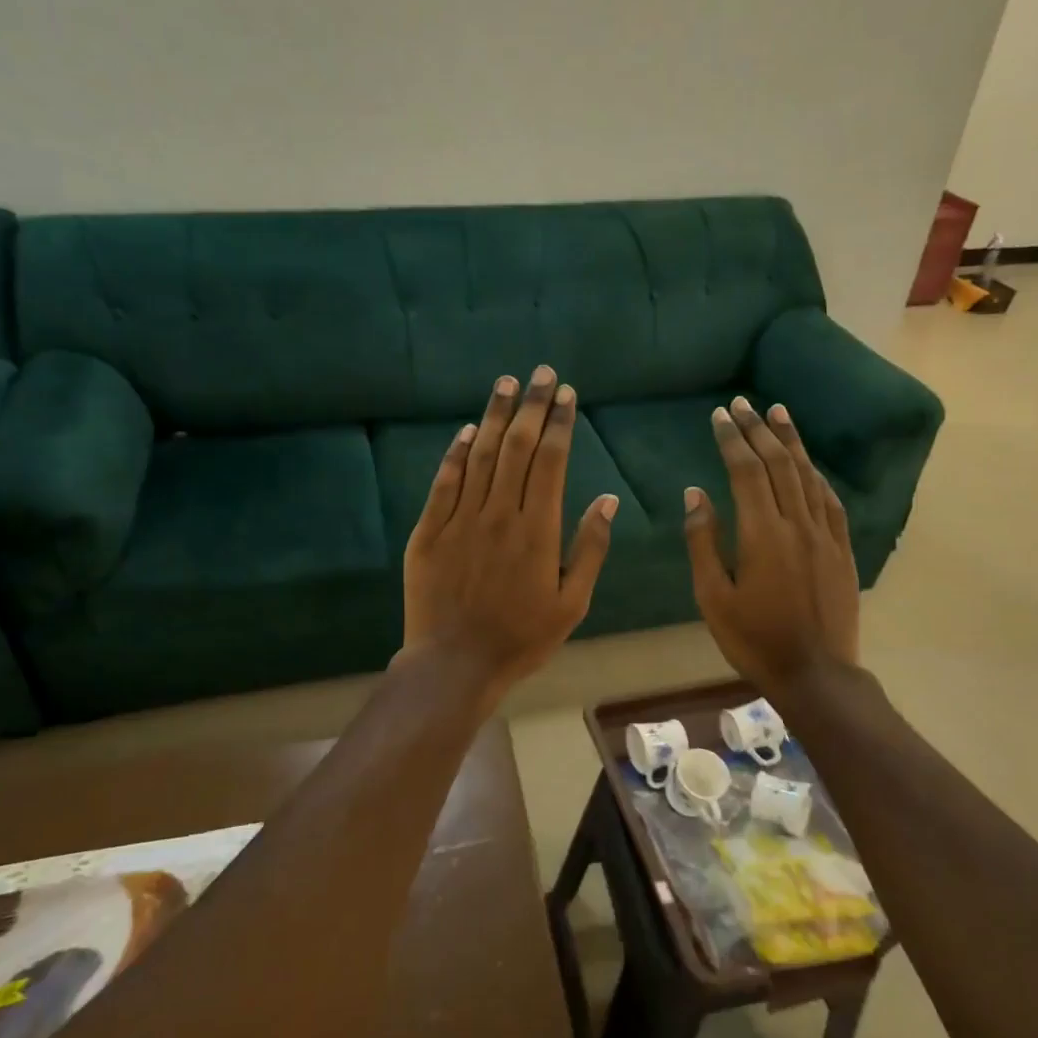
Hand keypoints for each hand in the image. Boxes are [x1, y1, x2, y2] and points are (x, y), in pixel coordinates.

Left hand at [401, 366, 617, 690]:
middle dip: (532, 406)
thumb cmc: (521, 638)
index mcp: (538, 530)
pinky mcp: (429, 531)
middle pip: (517, 447)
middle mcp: (499, 514)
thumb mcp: (572, 603)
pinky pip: (444, 482)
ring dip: (495, 415)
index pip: (551, 461)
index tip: (567, 395)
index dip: (560, 424)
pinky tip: (466, 430)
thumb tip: (608, 499)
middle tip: (542, 373)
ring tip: (506, 383)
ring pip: (479, 455)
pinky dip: (455, 453)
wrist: (454, 664)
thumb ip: (590, 548)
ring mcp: (460, 519)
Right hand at [682, 396, 859, 685]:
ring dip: (791, 442)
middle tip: (743, 404)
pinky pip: (830, 501)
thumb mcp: (713, 596)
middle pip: (779, 464)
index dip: (732, 439)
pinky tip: (809, 464)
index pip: (746, 471)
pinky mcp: (842, 550)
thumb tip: (695, 493)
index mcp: (762, 534)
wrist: (815, 673)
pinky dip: (816, 475)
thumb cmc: (753, 639)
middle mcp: (797, 524)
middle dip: (759, 430)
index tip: (720, 415)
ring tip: (778, 413)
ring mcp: (825, 535)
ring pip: (808, 476)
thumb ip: (703, 541)